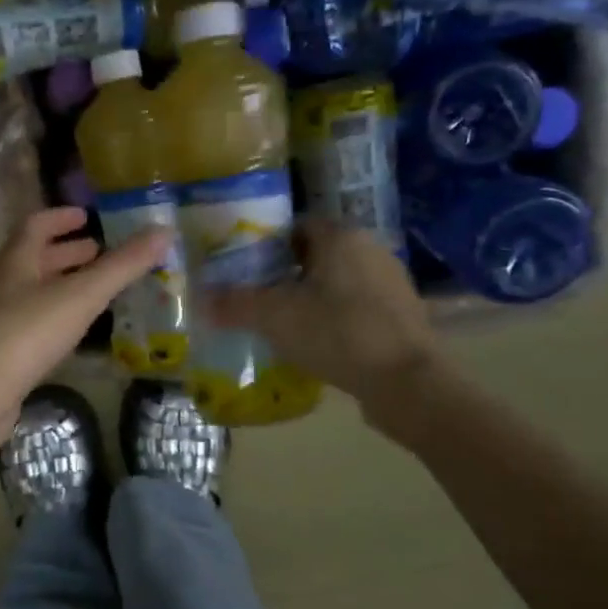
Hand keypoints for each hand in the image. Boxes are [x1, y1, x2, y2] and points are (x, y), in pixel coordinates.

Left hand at [0, 207, 173, 441]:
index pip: (36, 225)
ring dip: (62, 286)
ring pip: (33, 293)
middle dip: (67, 253)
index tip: (87, 216)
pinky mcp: (0, 354)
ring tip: (97, 292)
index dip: (61, 218)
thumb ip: (122, 266)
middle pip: (34, 259)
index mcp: (16, 261)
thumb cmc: (26, 332)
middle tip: (100, 253)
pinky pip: (32, 325)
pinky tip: (76, 334)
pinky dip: (56, 319)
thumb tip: (164, 231)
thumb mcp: (80, 295)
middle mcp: (2, 285)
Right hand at [207, 224, 438, 416]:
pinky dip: (335, 317)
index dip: (267, 244)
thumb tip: (200, 299)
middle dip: (286, 272)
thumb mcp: (275, 317)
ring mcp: (391, 282)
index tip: (244, 268)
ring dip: (312, 296)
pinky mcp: (402, 314)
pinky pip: (357, 306)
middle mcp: (370, 249)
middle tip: (258, 296)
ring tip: (283, 322)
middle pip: (317, 253)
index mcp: (341, 237)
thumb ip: (235, 304)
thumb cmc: (337, 333)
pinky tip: (318, 341)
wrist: (406, 382)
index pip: (297, 226)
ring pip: (338, 280)